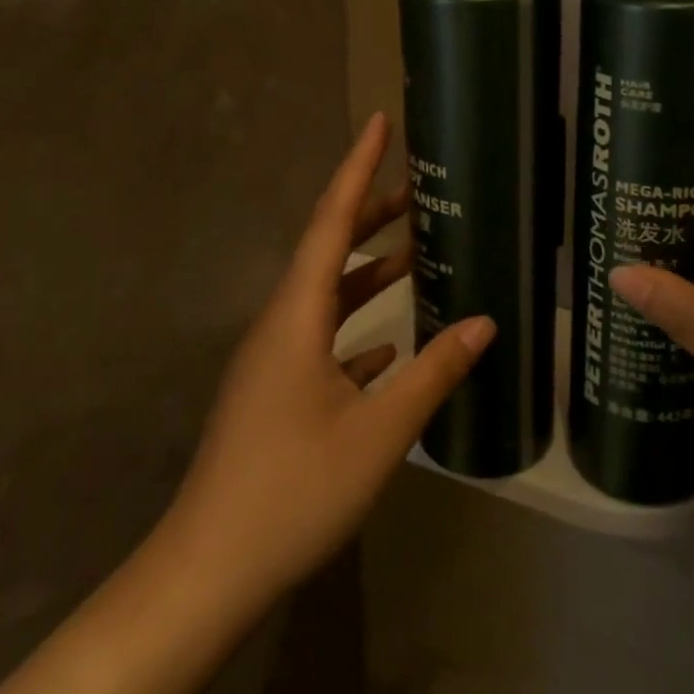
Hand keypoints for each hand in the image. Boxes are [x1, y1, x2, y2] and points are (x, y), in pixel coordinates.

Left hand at [163, 112, 494, 607]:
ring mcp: (274, 359)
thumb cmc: (294, 490)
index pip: (332, 221)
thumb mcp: (379, 432)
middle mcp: (281, 323)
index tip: (380, 123)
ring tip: (417, 252)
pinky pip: (323, 337)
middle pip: (328, 249)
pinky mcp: (276, 391)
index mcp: (297, 315)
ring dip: (370, 271)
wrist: (209, 570)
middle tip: (419, 189)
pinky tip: (391, 342)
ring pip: (327, 294)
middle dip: (371, 213)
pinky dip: (358, 326)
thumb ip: (433, 372)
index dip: (358, 168)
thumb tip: (484, 323)